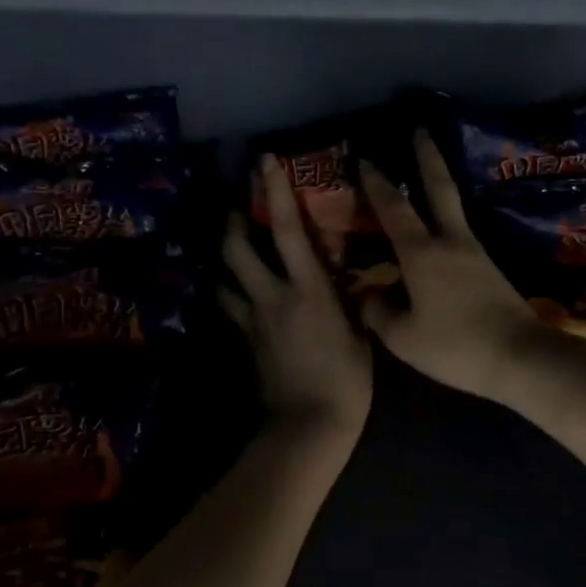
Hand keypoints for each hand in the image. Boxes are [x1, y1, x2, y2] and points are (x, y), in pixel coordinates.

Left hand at [222, 155, 372, 442]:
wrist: (309, 425)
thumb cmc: (348, 381)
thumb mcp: (360, 333)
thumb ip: (349, 301)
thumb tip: (346, 282)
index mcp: (308, 289)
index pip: (286, 230)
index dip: (275, 191)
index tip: (266, 161)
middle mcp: (272, 297)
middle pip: (236, 248)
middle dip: (233, 221)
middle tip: (238, 207)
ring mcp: (253, 320)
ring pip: (225, 278)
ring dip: (227, 258)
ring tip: (235, 249)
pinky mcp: (245, 343)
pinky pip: (231, 309)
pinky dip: (230, 295)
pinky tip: (239, 294)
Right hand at [358, 131, 550, 402]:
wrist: (520, 357)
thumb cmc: (454, 346)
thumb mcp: (403, 338)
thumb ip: (379, 313)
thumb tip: (368, 295)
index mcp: (422, 253)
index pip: (394, 209)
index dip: (378, 184)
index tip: (367, 158)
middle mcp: (451, 242)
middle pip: (440, 189)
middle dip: (427, 157)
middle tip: (421, 129)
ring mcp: (476, 253)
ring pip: (455, 209)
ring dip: (441, 184)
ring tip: (429, 172)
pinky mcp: (491, 270)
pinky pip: (463, 235)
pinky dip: (449, 220)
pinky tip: (442, 230)